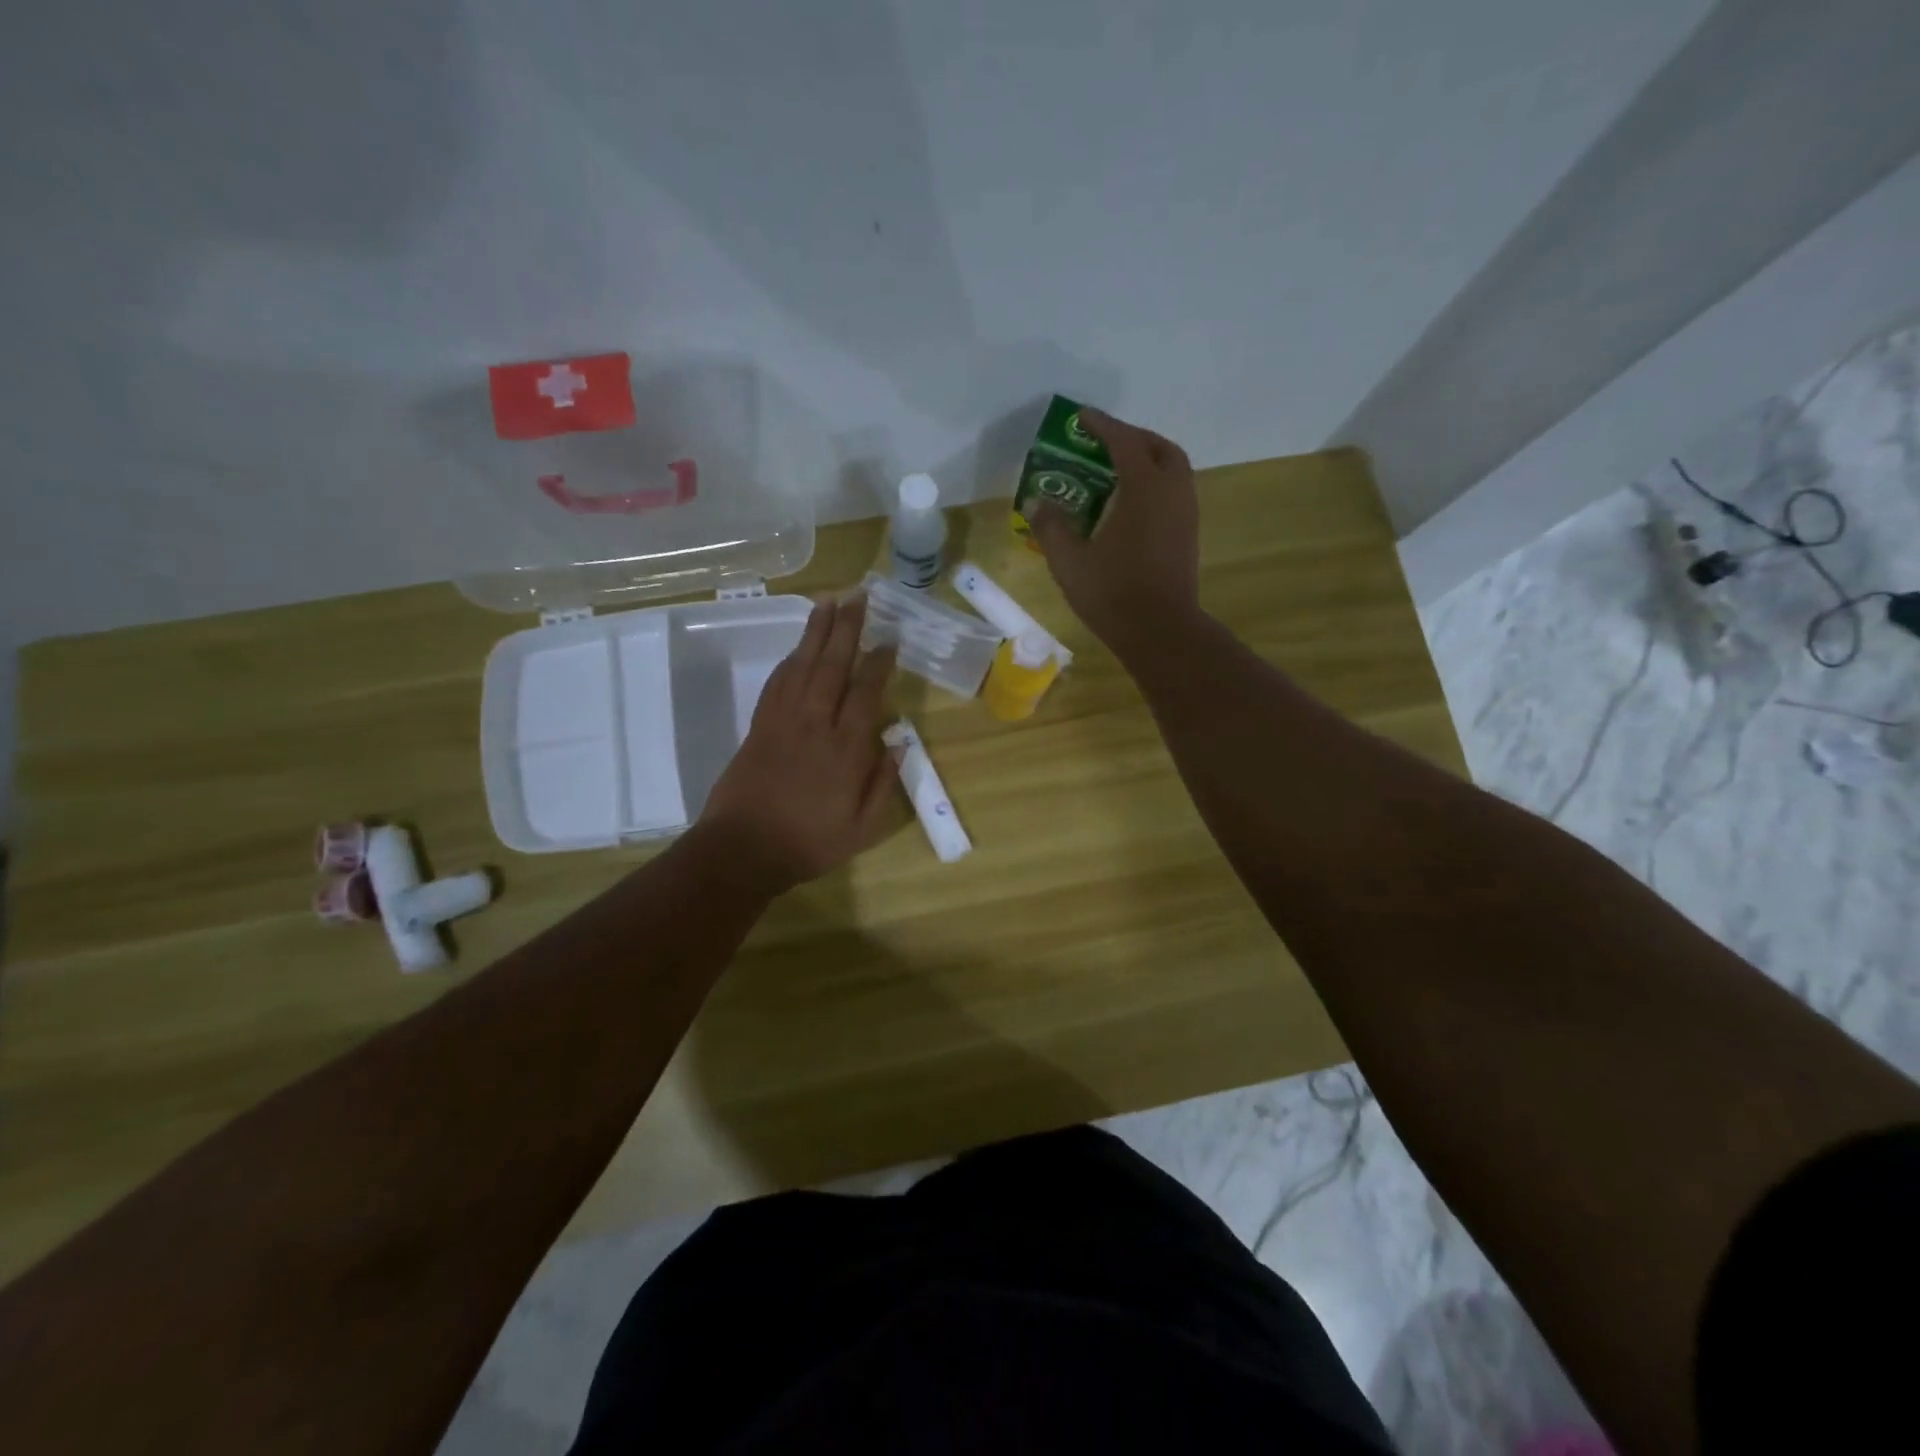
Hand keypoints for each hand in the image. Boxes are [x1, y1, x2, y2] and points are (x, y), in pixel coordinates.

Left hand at [697, 595, 900, 892]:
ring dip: (816, 632)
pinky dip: (789, 660)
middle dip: (847, 628)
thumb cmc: (809, 843)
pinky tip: (798, 647)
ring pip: (802, 665)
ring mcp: (783, 722)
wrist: (743, 850)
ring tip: (828, 601)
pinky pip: (777, 683)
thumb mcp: (862, 828)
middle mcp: (815, 725)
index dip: (879, 663)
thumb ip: (883, 783)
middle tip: (857, 595)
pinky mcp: (759, 726)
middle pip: (833, 666)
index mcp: (845, 750)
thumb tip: (898, 741)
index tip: (889, 639)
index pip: (866, 693)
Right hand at [1026, 407, 1200, 652]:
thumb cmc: (1113, 593)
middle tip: (1106, 444)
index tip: (1082, 417)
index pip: (1124, 443)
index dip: (1103, 425)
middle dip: (1134, 439)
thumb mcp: (1069, 561)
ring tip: (1118, 473)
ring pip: (1174, 471)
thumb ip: (1051, 526)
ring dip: (1149, 462)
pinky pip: (1175, 494)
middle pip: (1160, 449)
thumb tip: (1037, 501)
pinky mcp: (1188, 537)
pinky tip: (1132, 507)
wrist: (1160, 631)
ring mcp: (1186, 515)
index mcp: (1144, 490)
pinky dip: (1156, 485)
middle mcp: (1172, 493)